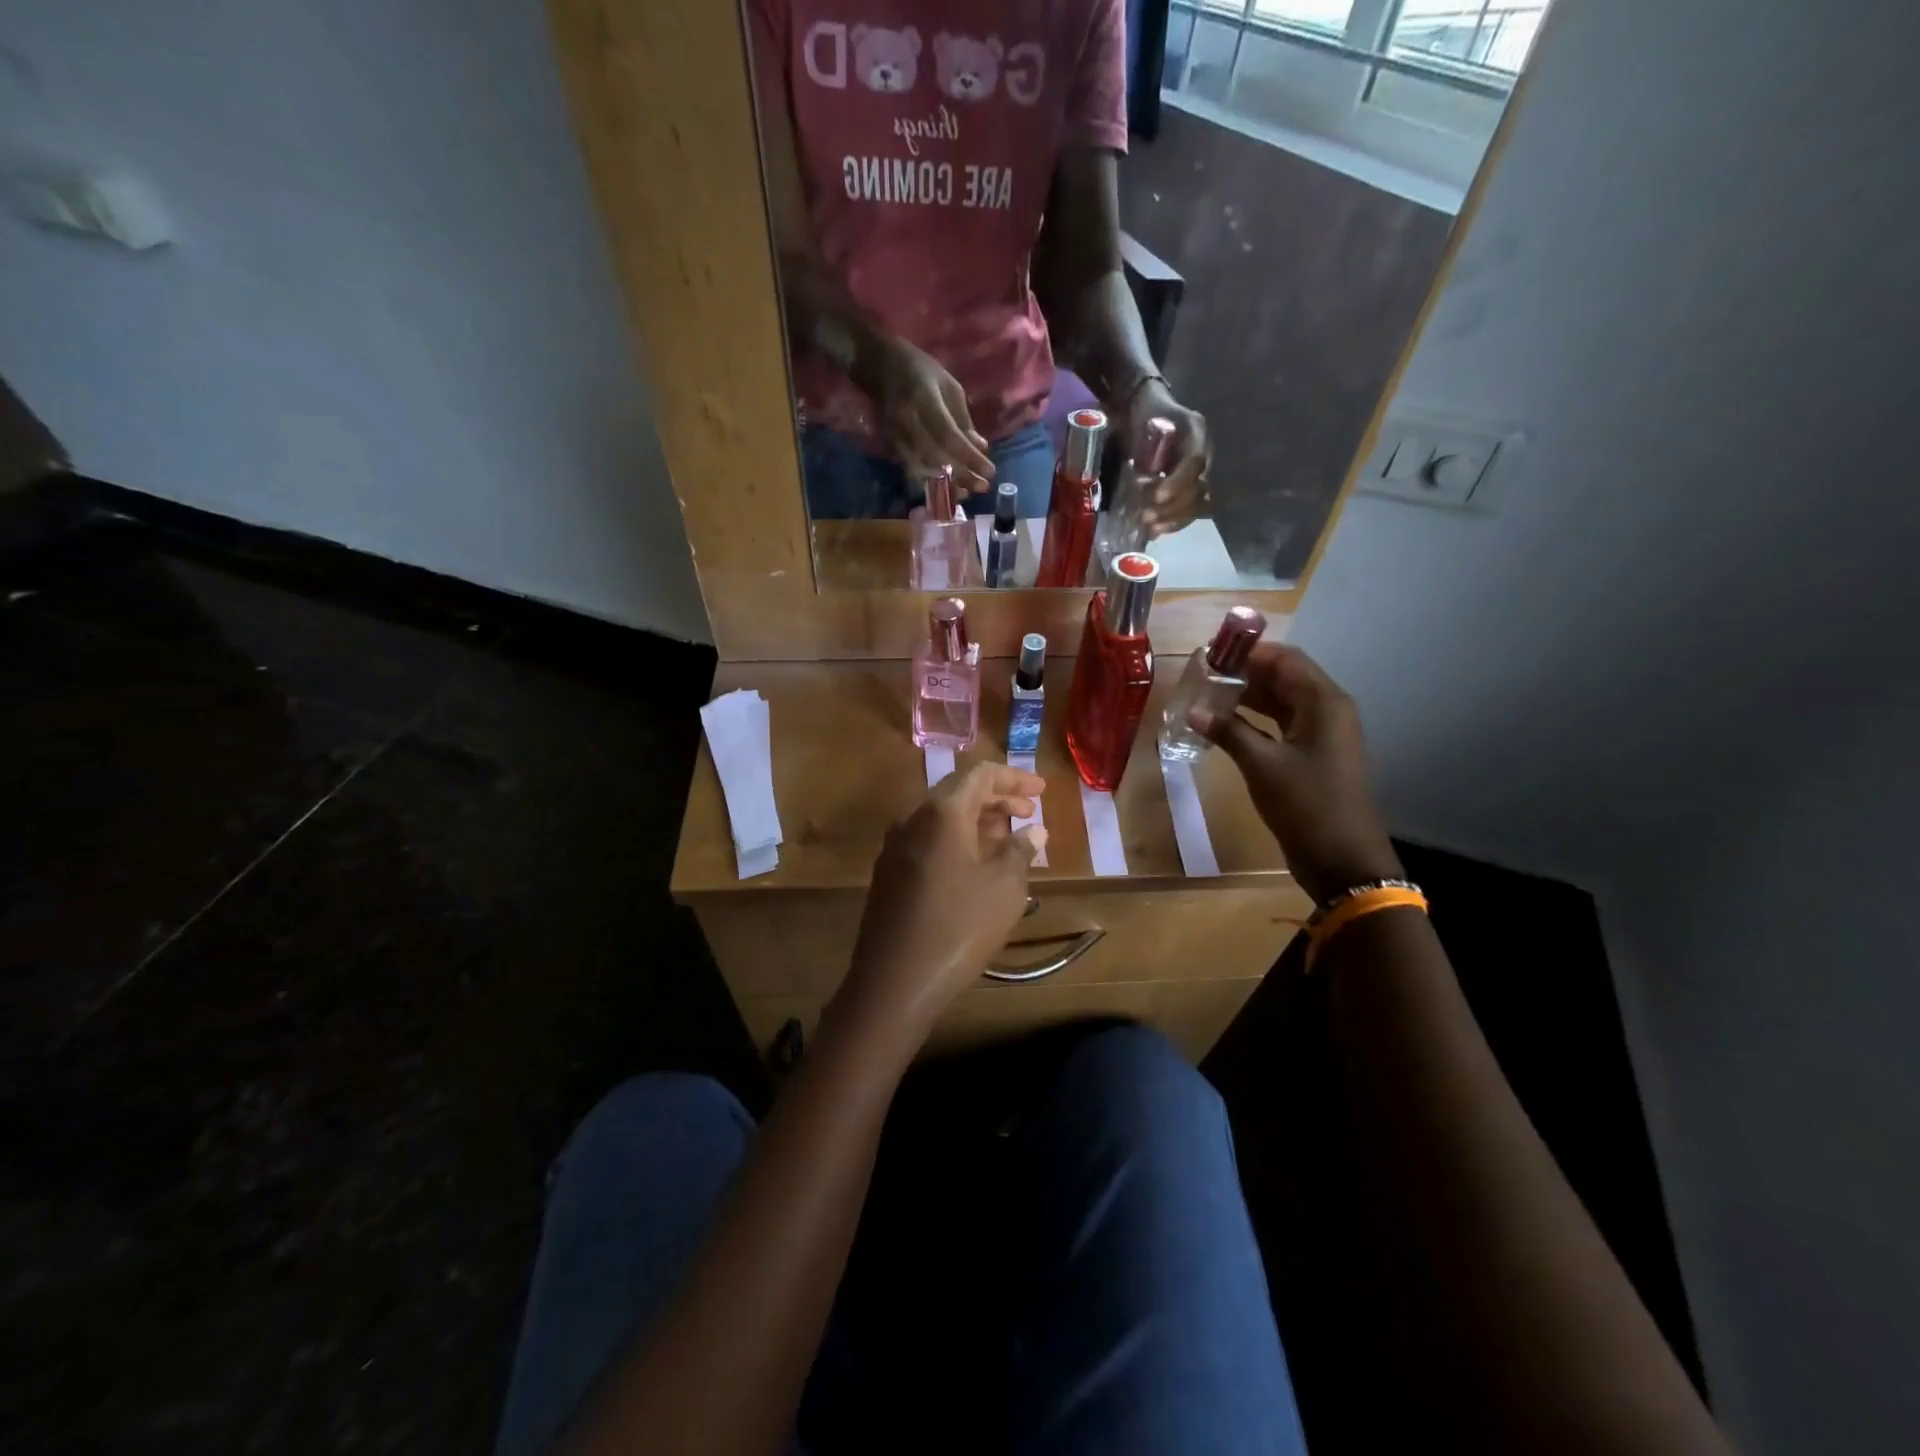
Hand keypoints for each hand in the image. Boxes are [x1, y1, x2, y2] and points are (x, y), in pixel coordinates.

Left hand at [839, 762, 1047, 1038]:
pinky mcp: (889, 872)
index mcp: (941, 812)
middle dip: (997, 798)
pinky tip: (976, 863)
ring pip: (941, 817)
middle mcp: (912, 819)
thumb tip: (1034, 829)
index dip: (1013, 778)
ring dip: (977, 820)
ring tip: (1009, 838)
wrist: (894, 981)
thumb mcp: (1004, 888)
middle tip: (1029, 813)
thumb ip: (1020, 850)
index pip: (979, 774)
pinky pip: (927, 840)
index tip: (1041, 791)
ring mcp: (895, 846)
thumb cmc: (959, 927)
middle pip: (958, 792)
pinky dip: (956, 840)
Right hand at [861, 337, 996, 491]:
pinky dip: (930, 481)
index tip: (989, 472)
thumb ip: (964, 420)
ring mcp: (896, 435)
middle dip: (961, 475)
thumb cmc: (922, 371)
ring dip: (946, 484)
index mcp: (924, 399)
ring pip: (922, 469)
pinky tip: (946, 488)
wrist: (882, 366)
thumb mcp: (950, 387)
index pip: (948, 436)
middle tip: (982, 487)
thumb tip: (981, 448)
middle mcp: (907, 420)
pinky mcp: (890, 445)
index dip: (969, 457)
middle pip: (935, 457)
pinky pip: (911, 470)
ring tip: (966, 492)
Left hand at [1126, 378, 1210, 534]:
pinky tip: (1157, 530)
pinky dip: (1175, 521)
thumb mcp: (1140, 423)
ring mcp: (1202, 468)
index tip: (1155, 497)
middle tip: (1147, 518)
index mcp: (1195, 429)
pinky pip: (1191, 507)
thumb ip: (1141, 447)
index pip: (1195, 461)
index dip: (1177, 482)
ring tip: (1152, 529)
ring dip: (1175, 518)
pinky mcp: (1193, 483)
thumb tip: (1134, 477)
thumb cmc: (1141, 415)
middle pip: (1200, 486)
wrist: (1147, 408)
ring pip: (1199, 501)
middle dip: (1174, 507)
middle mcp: (1205, 449)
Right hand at [1192, 644, 1401, 905]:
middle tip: (1204, 675)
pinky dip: (1256, 720)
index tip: (1212, 654)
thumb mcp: (1262, 765)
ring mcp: (1322, 734)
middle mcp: (1327, 710)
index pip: (1286, 659)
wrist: (1343, 859)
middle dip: (1246, 672)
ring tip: (1208, 696)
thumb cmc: (1306, 805)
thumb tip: (1194, 711)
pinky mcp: (1314, 755)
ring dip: (1249, 696)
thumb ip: (1229, 732)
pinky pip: (1282, 724)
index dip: (1250, 652)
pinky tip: (1225, 725)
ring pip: (1282, 701)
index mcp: (1324, 703)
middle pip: (1284, 676)